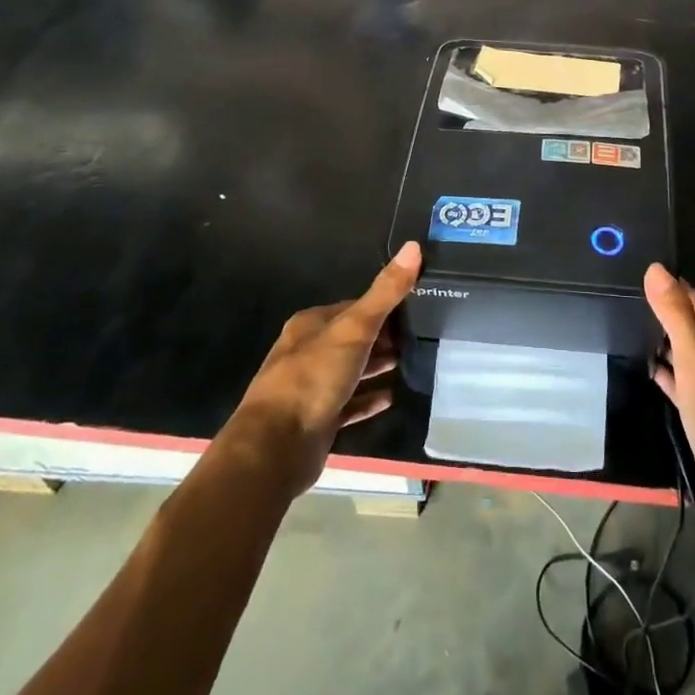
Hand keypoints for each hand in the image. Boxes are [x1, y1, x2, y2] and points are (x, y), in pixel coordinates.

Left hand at [229, 242, 420, 491]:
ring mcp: (310, 388)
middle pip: (351, 338)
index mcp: (310, 325)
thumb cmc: (313, 378)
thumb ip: (385, 292)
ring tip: (410, 363)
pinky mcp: (316, 420)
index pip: (352, 307)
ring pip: (350, 370)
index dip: (383, 307)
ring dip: (376, 366)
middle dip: (382, 337)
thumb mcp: (355, 328)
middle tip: (418, 338)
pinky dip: (368, 400)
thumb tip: (414, 246)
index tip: (414, 309)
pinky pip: (349, 404)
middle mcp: (307, 352)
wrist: (275, 448)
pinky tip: (392, 398)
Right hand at [645, 264, 694, 536]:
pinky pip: (682, 382)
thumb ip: (676, 316)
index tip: (642, 270)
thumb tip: (656, 269)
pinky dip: (665, 371)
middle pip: (693, 325)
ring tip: (630, 324)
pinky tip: (647, 368)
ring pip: (687, 352)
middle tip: (628, 295)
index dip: (673, 285)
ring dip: (664, 339)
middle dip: (666, 310)